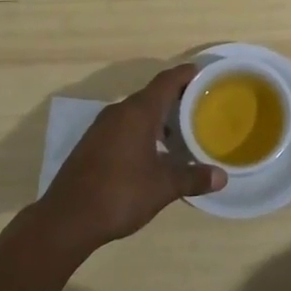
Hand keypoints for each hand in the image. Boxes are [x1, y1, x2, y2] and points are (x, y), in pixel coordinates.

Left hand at [34, 64, 224, 254]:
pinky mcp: (92, 143)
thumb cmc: (120, 194)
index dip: (186, 74)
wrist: (68, 217)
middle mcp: (119, 112)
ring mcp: (102, 127)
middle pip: (151, 94)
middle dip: (175, 98)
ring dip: (158, 117)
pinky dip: (142, 130)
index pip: (166, 81)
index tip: (203, 73)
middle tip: (200, 106)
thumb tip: (222, 176)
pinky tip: (153, 152)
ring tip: (180, 132)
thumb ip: (192, 178)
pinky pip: (124, 126)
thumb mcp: (163, 188)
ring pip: (136, 111)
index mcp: (137, 112)